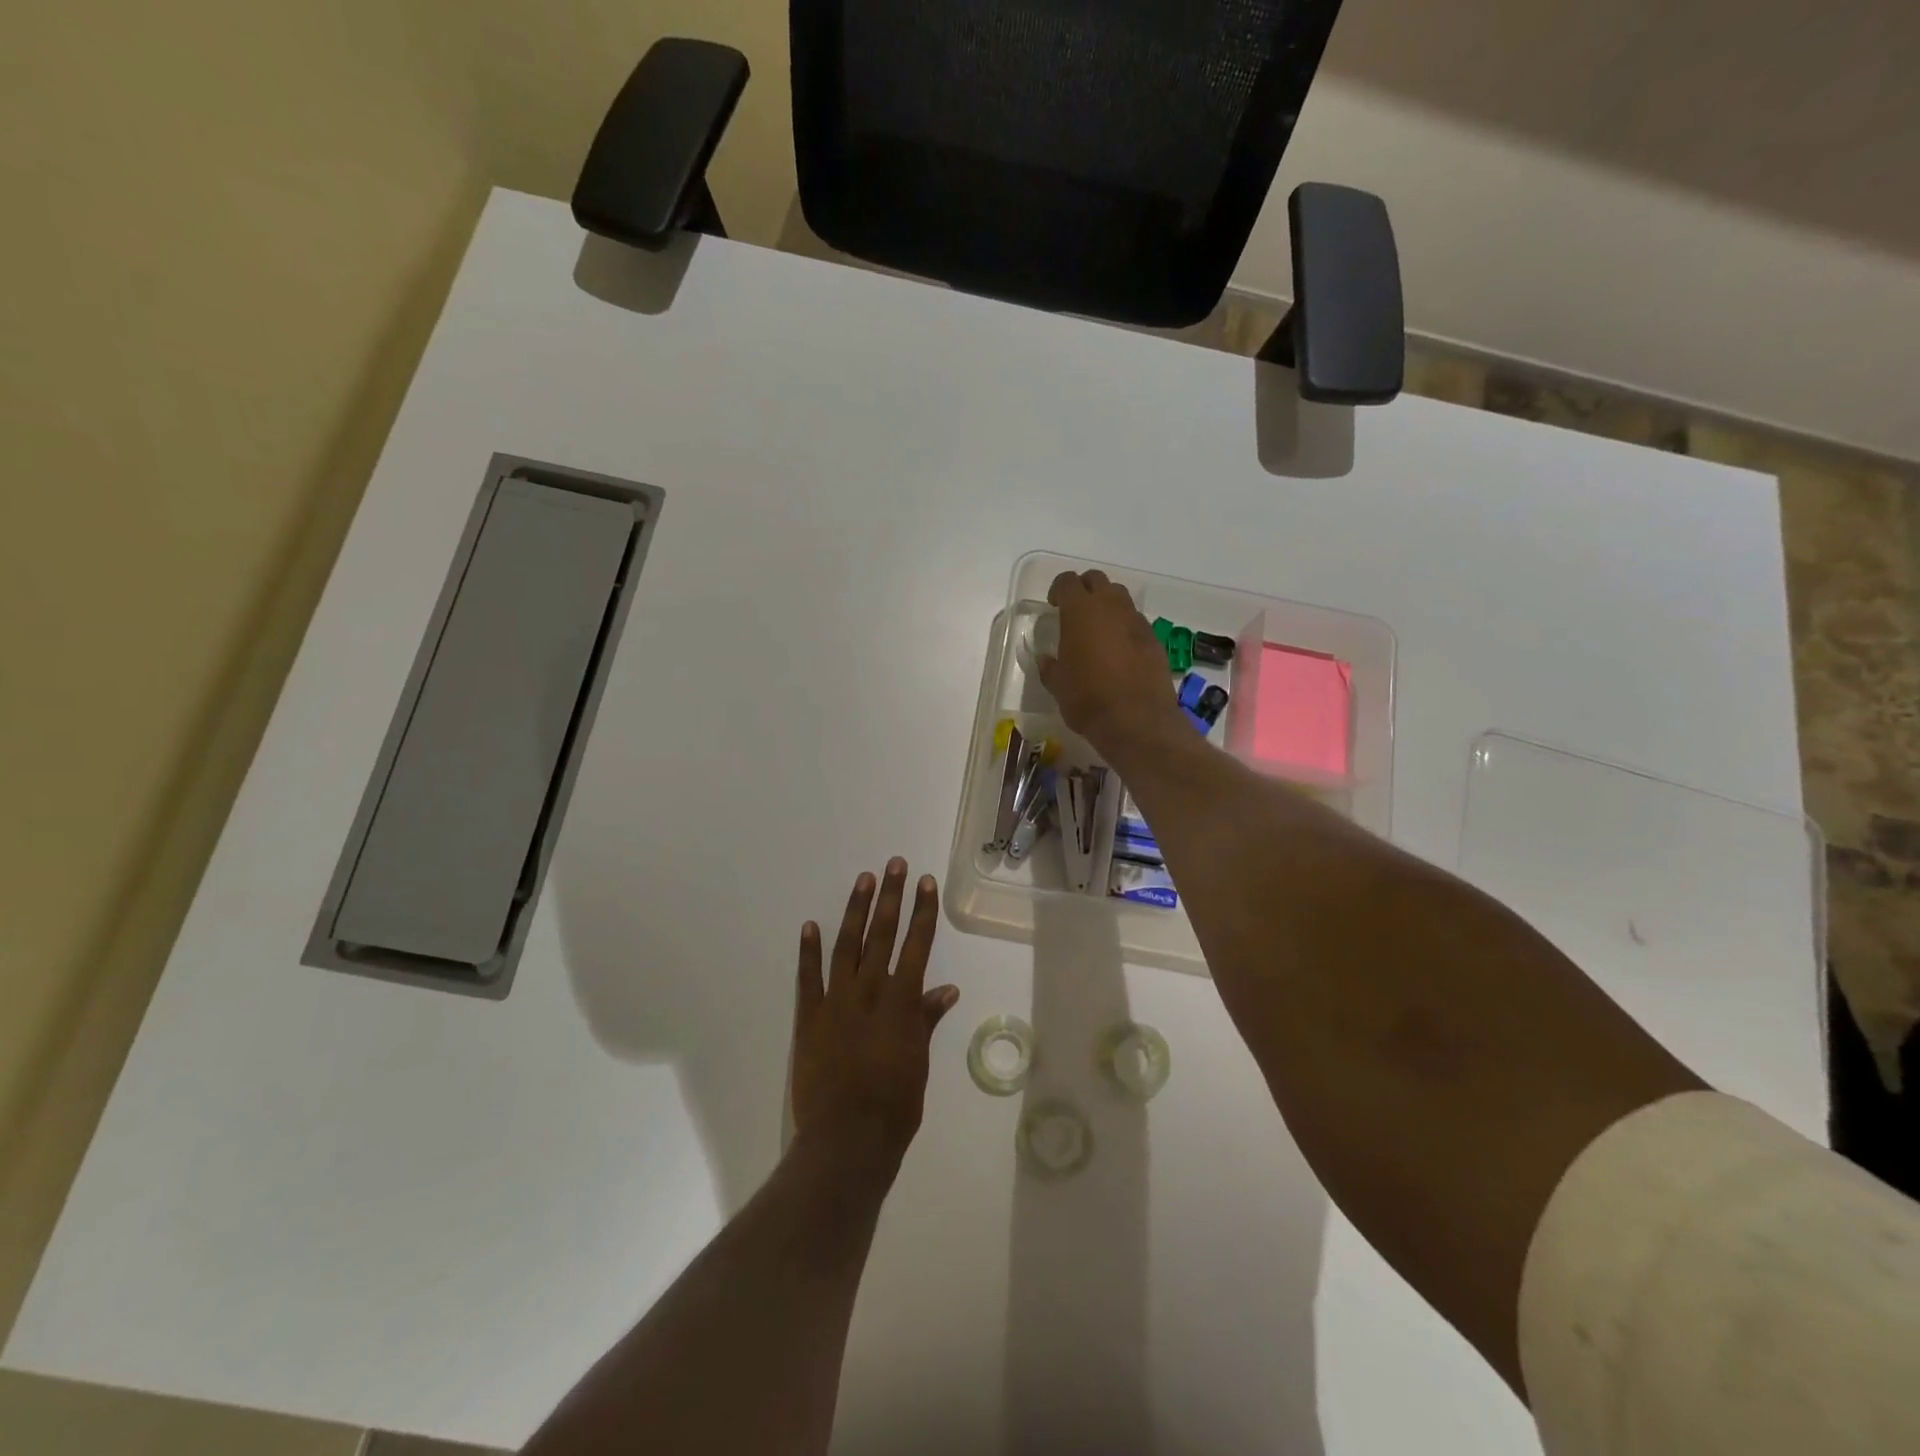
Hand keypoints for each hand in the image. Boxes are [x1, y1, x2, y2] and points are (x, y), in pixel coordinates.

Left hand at [791, 860, 959, 1175]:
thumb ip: (927, 1020)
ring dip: (855, 911)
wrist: (847, 1139)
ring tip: (864, 880)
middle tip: (894, 864)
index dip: (922, 912)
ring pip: (847, 946)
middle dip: (891, 897)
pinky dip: (808, 951)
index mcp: (902, 1002)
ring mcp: (836, 1001)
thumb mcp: (919, 1061)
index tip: (925, 883)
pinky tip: (810, 925)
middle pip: (883, 934)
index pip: (917, 945)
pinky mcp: (809, 1017)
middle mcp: (870, 991)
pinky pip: (808, 978)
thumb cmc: (895, 1105)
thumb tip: (947, 988)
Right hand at [1038, 570, 1180, 750]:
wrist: (1136, 719)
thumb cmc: (1087, 699)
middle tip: (1075, 613)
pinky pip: (1135, 621)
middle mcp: (1110, 606)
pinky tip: (1119, 652)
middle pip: (1097, 580)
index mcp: (1080, 611)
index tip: (1054, 606)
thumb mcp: (1057, 685)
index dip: (1058, 590)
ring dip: (1107, 606)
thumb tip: (1046, 659)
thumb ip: (1050, 666)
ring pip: (1120, 597)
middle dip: (1084, 590)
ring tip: (1098, 631)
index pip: (1067, 582)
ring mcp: (1136, 620)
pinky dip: (1124, 628)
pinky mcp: (1154, 639)